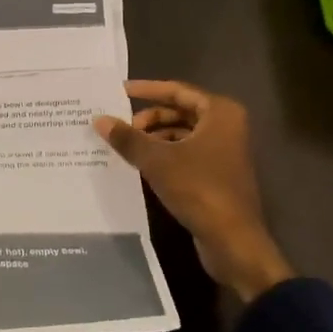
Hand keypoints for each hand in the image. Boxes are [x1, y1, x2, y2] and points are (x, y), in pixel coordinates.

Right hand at [94, 80, 293, 303]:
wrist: (233, 241)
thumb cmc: (199, 189)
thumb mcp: (157, 160)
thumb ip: (128, 138)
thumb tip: (99, 119)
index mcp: (220, 113)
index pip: (177, 91)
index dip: (147, 89)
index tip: (119, 91)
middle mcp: (226, 126)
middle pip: (179, 112)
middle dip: (148, 118)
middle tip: (120, 126)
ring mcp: (224, 151)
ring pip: (181, 134)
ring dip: (154, 137)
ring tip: (125, 146)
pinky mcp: (218, 174)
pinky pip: (186, 153)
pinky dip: (164, 154)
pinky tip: (141, 164)